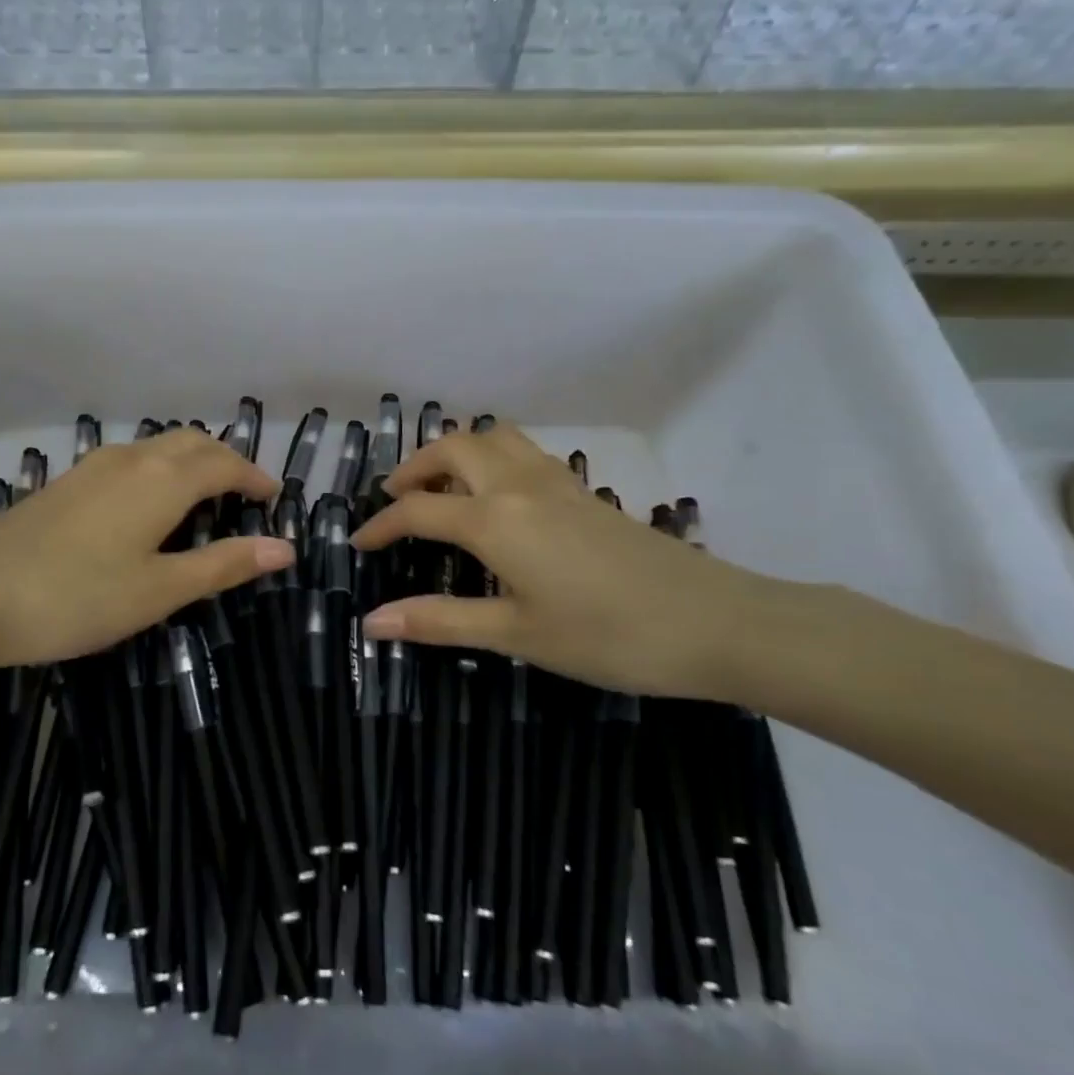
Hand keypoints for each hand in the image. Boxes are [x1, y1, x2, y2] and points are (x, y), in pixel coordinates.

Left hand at [0, 431, 290, 675]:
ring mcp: (93, 467)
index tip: (274, 499)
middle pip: (192, 443)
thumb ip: (223, 564)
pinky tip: (147, 506)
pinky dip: (159, 471)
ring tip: (204, 499)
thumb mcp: (160, 590)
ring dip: (191, 462)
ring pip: (158, 448)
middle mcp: (131, 459)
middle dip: (226, 462)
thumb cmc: (77, 597)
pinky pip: (130, 460)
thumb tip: (285, 548)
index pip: (225, 464)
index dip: (255, 478)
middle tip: (244, 496)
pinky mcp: (67, 483)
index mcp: (163, 480)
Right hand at [352, 423, 780, 698]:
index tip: (358, 545)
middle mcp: (519, 485)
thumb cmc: (607, 636)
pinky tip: (498, 498)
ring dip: (456, 453)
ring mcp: (557, 482)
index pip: (417, 509)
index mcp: (494, 519)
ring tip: (441, 490)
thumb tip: (371, 621)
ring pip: (493, 438)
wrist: (715, 623)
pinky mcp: (585, 491)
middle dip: (414, 468)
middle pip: (452, 447)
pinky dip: (493, 458)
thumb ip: (439, 620)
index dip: (380, 526)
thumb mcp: (515, 633)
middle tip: (395, 501)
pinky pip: (524, 452)